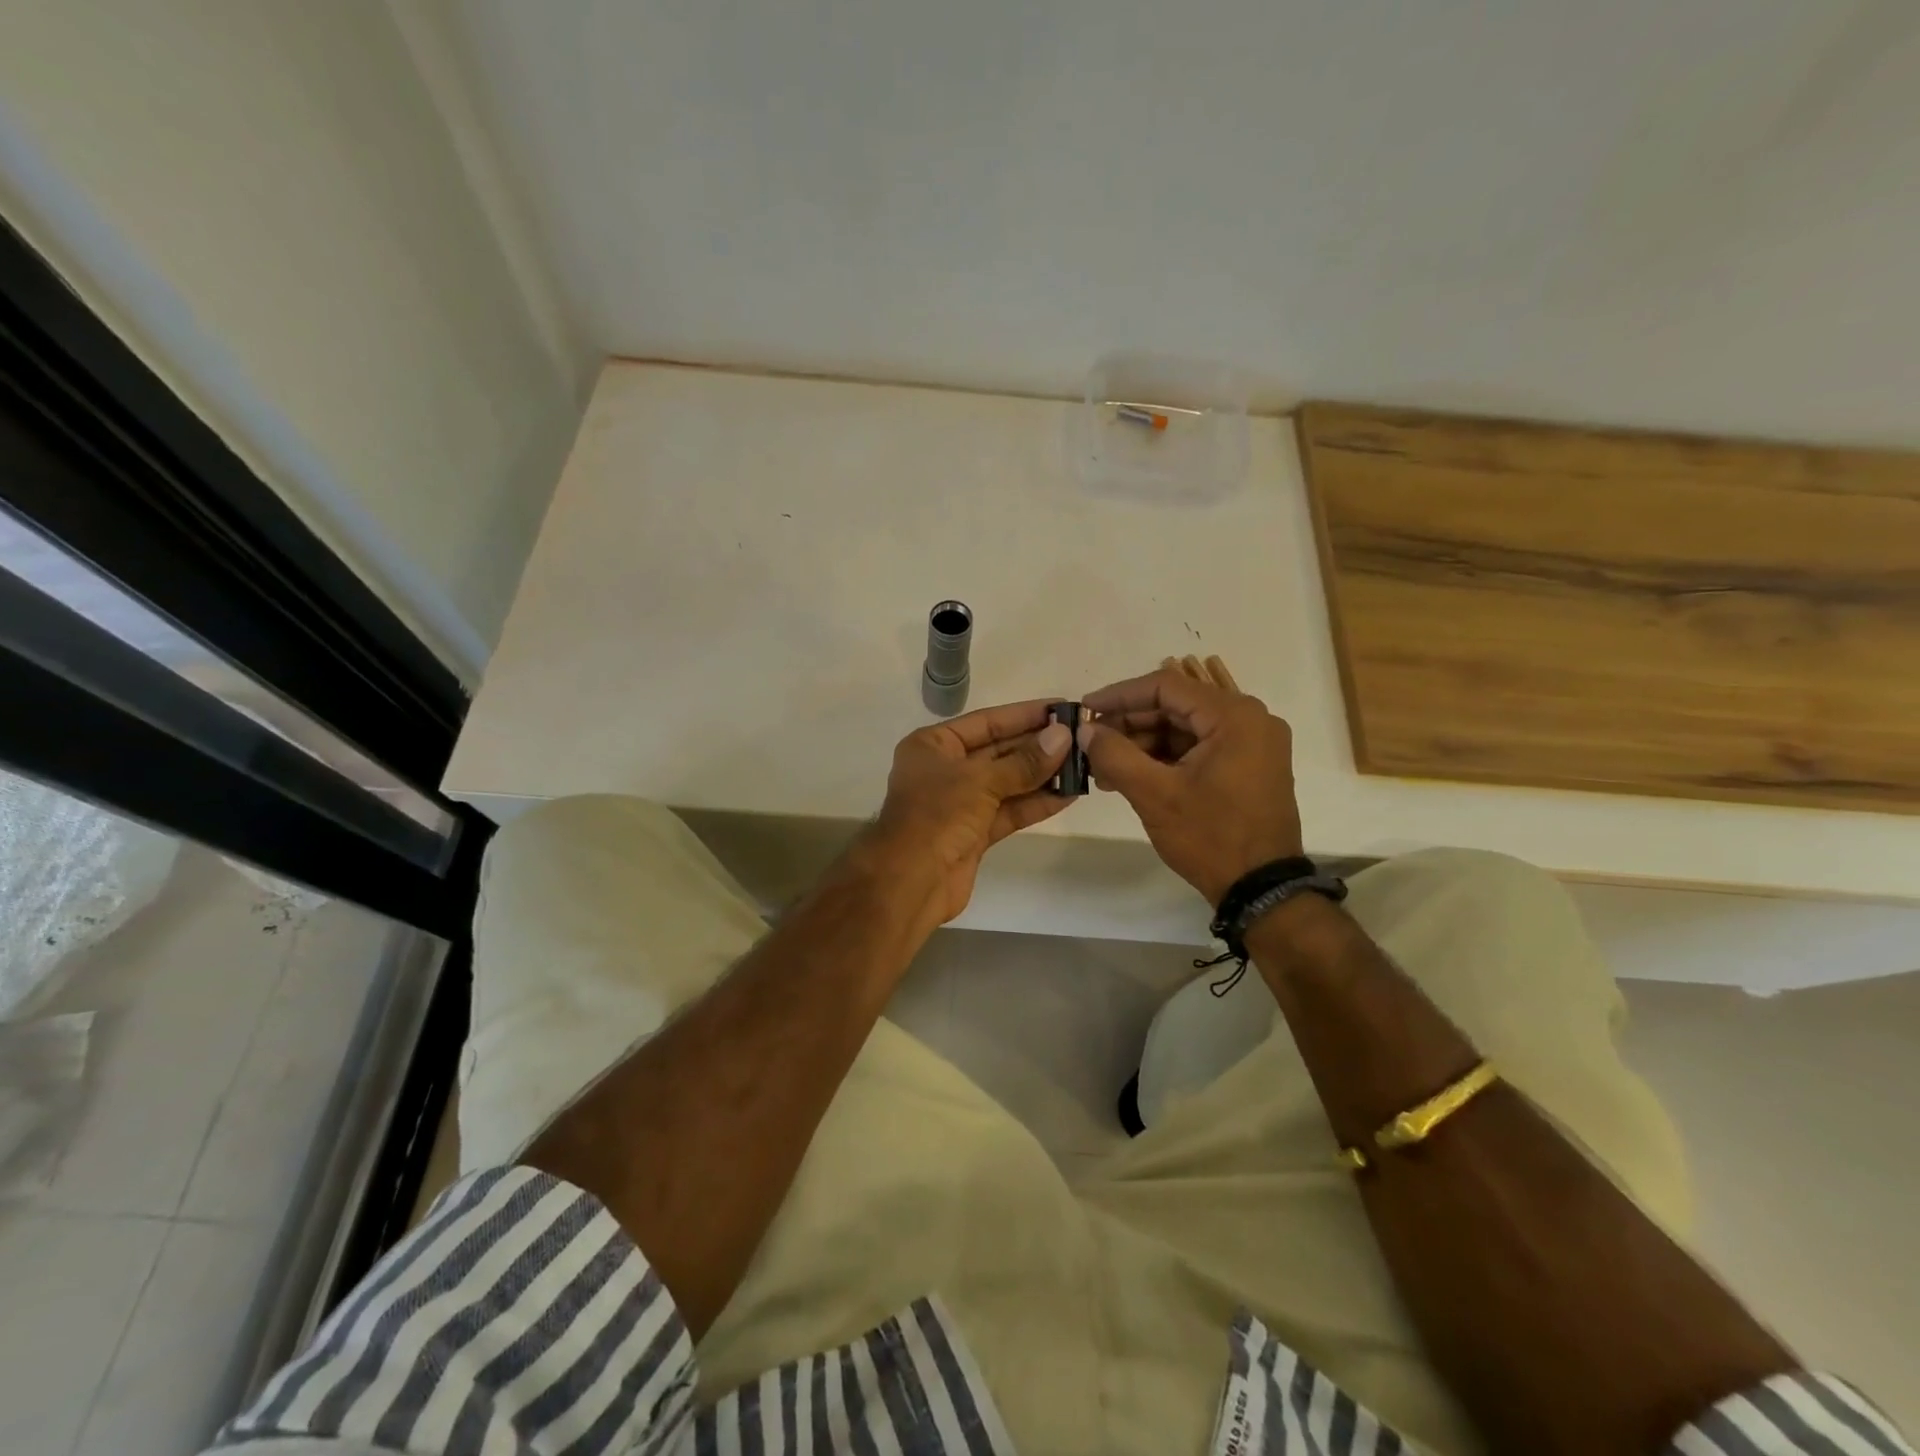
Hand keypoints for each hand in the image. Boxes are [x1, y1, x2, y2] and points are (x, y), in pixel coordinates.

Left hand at [864, 699, 1074, 929]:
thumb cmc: (936, 816)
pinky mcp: (975, 833)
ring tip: (1083, 765)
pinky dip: (1036, 803)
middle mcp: (946, 770)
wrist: (909, 882)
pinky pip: (1009, 811)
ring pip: (1008, 783)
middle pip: (999, 751)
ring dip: (1043, 776)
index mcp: (933, 746)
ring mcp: (961, 803)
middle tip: (1081, 737)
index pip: (986, 722)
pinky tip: (1068, 795)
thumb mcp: (980, 781)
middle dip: (1038, 746)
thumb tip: (1063, 737)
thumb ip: (1024, 762)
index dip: (1025, 714)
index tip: (1062, 708)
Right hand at [1080, 668, 1303, 905]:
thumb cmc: (1210, 837)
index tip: (1085, 710)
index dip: (1119, 695)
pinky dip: (1165, 758)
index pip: (1166, 686)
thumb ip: (1114, 755)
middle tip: (1091, 744)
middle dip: (1129, 724)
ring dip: (1143, 744)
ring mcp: (1252, 744)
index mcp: (1234, 716)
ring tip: (1104, 768)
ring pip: (1184, 729)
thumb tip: (1085, 730)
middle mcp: (1250, 720)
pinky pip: (1199, 748)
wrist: (1261, 890)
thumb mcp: (1154, 795)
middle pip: (1176, 706)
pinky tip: (1131, 776)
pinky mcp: (1248, 766)